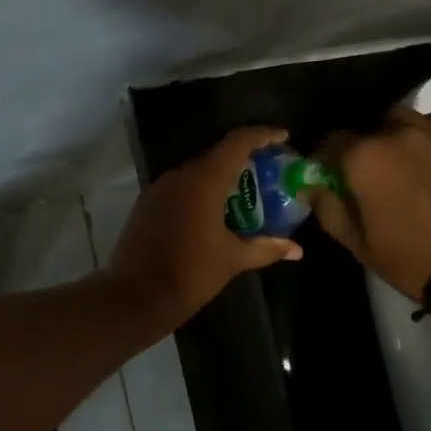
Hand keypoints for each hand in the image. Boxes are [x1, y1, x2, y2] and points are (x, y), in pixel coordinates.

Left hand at [106, 127, 303, 330]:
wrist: (135, 296)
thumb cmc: (190, 273)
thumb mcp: (232, 260)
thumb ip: (265, 248)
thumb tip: (296, 249)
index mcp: (203, 180)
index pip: (237, 142)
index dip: (262, 135)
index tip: (283, 137)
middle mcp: (179, 176)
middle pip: (216, 155)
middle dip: (243, 160)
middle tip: (267, 173)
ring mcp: (159, 189)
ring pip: (196, 172)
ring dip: (220, 178)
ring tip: (243, 195)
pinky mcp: (146, 205)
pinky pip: (180, 188)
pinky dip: (200, 192)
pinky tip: (213, 212)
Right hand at [312, 107, 430, 302]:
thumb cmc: (412, 260)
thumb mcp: (358, 244)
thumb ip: (329, 209)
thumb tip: (311, 187)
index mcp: (363, 159)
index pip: (331, 143)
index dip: (326, 161)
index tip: (329, 178)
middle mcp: (395, 135)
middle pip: (366, 131)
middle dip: (360, 151)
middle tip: (366, 179)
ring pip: (401, 119)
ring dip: (393, 136)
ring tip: (399, 163)